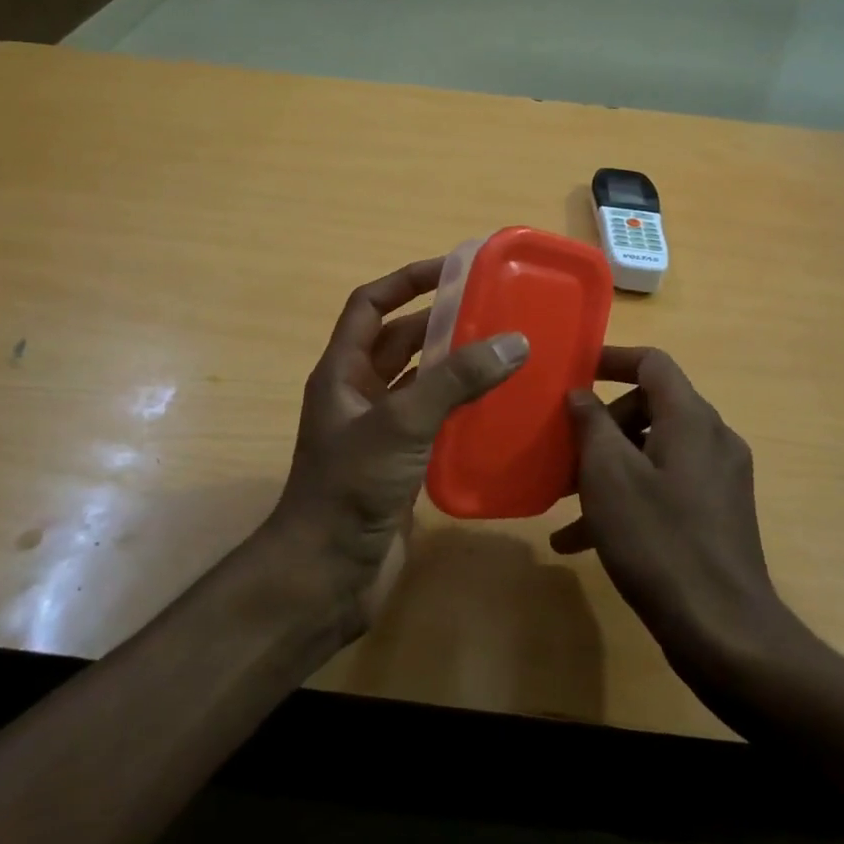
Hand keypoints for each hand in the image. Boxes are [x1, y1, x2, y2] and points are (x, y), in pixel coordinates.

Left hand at [269, 257, 528, 638]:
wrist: (328, 574)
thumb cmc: (351, 487)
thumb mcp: (402, 423)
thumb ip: (456, 381)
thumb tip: (515, 341)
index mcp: (343, 371)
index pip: (369, 305)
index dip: (406, 281)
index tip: (452, 269)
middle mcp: (358, 395)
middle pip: (400, 342)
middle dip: (441, 323)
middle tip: (494, 312)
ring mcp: (378, 433)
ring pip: (420, 384)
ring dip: (455, 368)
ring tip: (506, 354)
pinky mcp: (399, 466)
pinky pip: (433, 423)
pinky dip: (461, 411)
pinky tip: (500, 410)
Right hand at [552, 347, 806, 681]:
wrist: (724, 632)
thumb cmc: (658, 540)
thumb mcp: (608, 475)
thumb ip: (591, 424)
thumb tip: (580, 394)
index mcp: (691, 419)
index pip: (652, 362)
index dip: (611, 359)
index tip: (573, 373)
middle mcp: (712, 439)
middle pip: (649, 407)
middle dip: (601, 425)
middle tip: (563, 451)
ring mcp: (718, 480)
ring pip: (651, 453)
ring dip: (606, 468)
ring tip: (561, 500)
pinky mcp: (716, 516)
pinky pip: (663, 489)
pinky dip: (627, 499)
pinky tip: (580, 540)